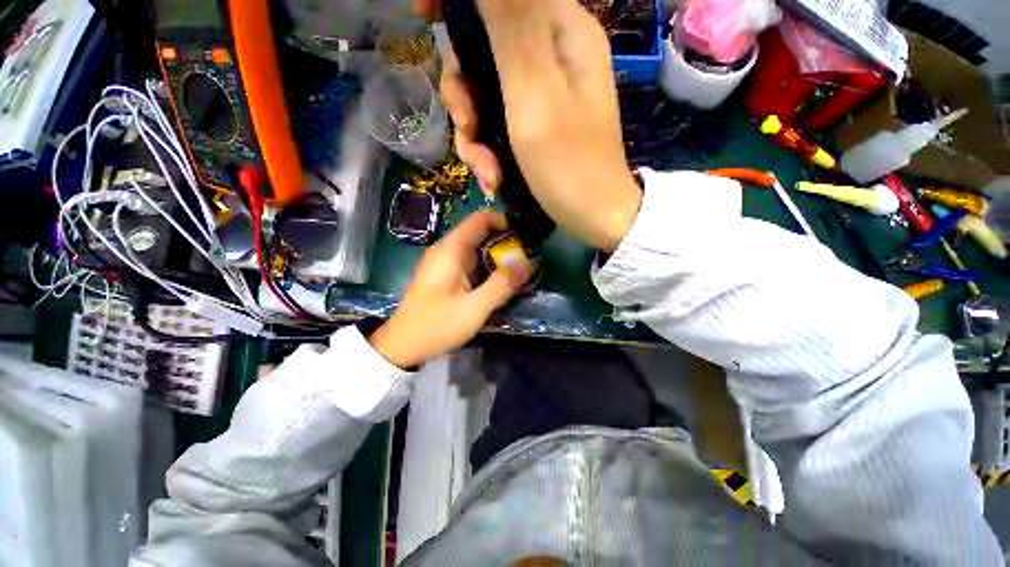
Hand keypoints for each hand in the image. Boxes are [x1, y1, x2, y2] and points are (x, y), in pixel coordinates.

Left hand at [368, 211, 534, 367]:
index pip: (480, 219)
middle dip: (506, 241)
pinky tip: (502, 280)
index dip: (504, 221)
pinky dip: (489, 268)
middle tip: (529, 254)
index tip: (526, 234)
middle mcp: (447, 250)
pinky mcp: (446, 276)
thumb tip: (528, 263)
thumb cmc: (436, 325)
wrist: (404, 345)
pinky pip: (472, 264)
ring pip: (477, 249)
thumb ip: (502, 284)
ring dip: (499, 256)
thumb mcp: (474, 308)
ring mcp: (445, 263)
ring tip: (522, 267)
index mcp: (451, 250)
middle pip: (480, 233)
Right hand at [422, 0, 641, 251]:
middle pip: (482, 47)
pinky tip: (492, 177)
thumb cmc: (568, 165)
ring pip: (484, 91)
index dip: (457, 2)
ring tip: (486, 170)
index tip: (424, 18)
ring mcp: (541, 92)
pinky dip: (487, 149)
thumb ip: (511, 24)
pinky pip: (496, 120)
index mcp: (560, 30)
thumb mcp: (535, 95)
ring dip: (473, 134)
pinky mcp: (534, 123)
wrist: (592, 216)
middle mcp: (551, 53)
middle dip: (463, 92)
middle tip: (467, 128)